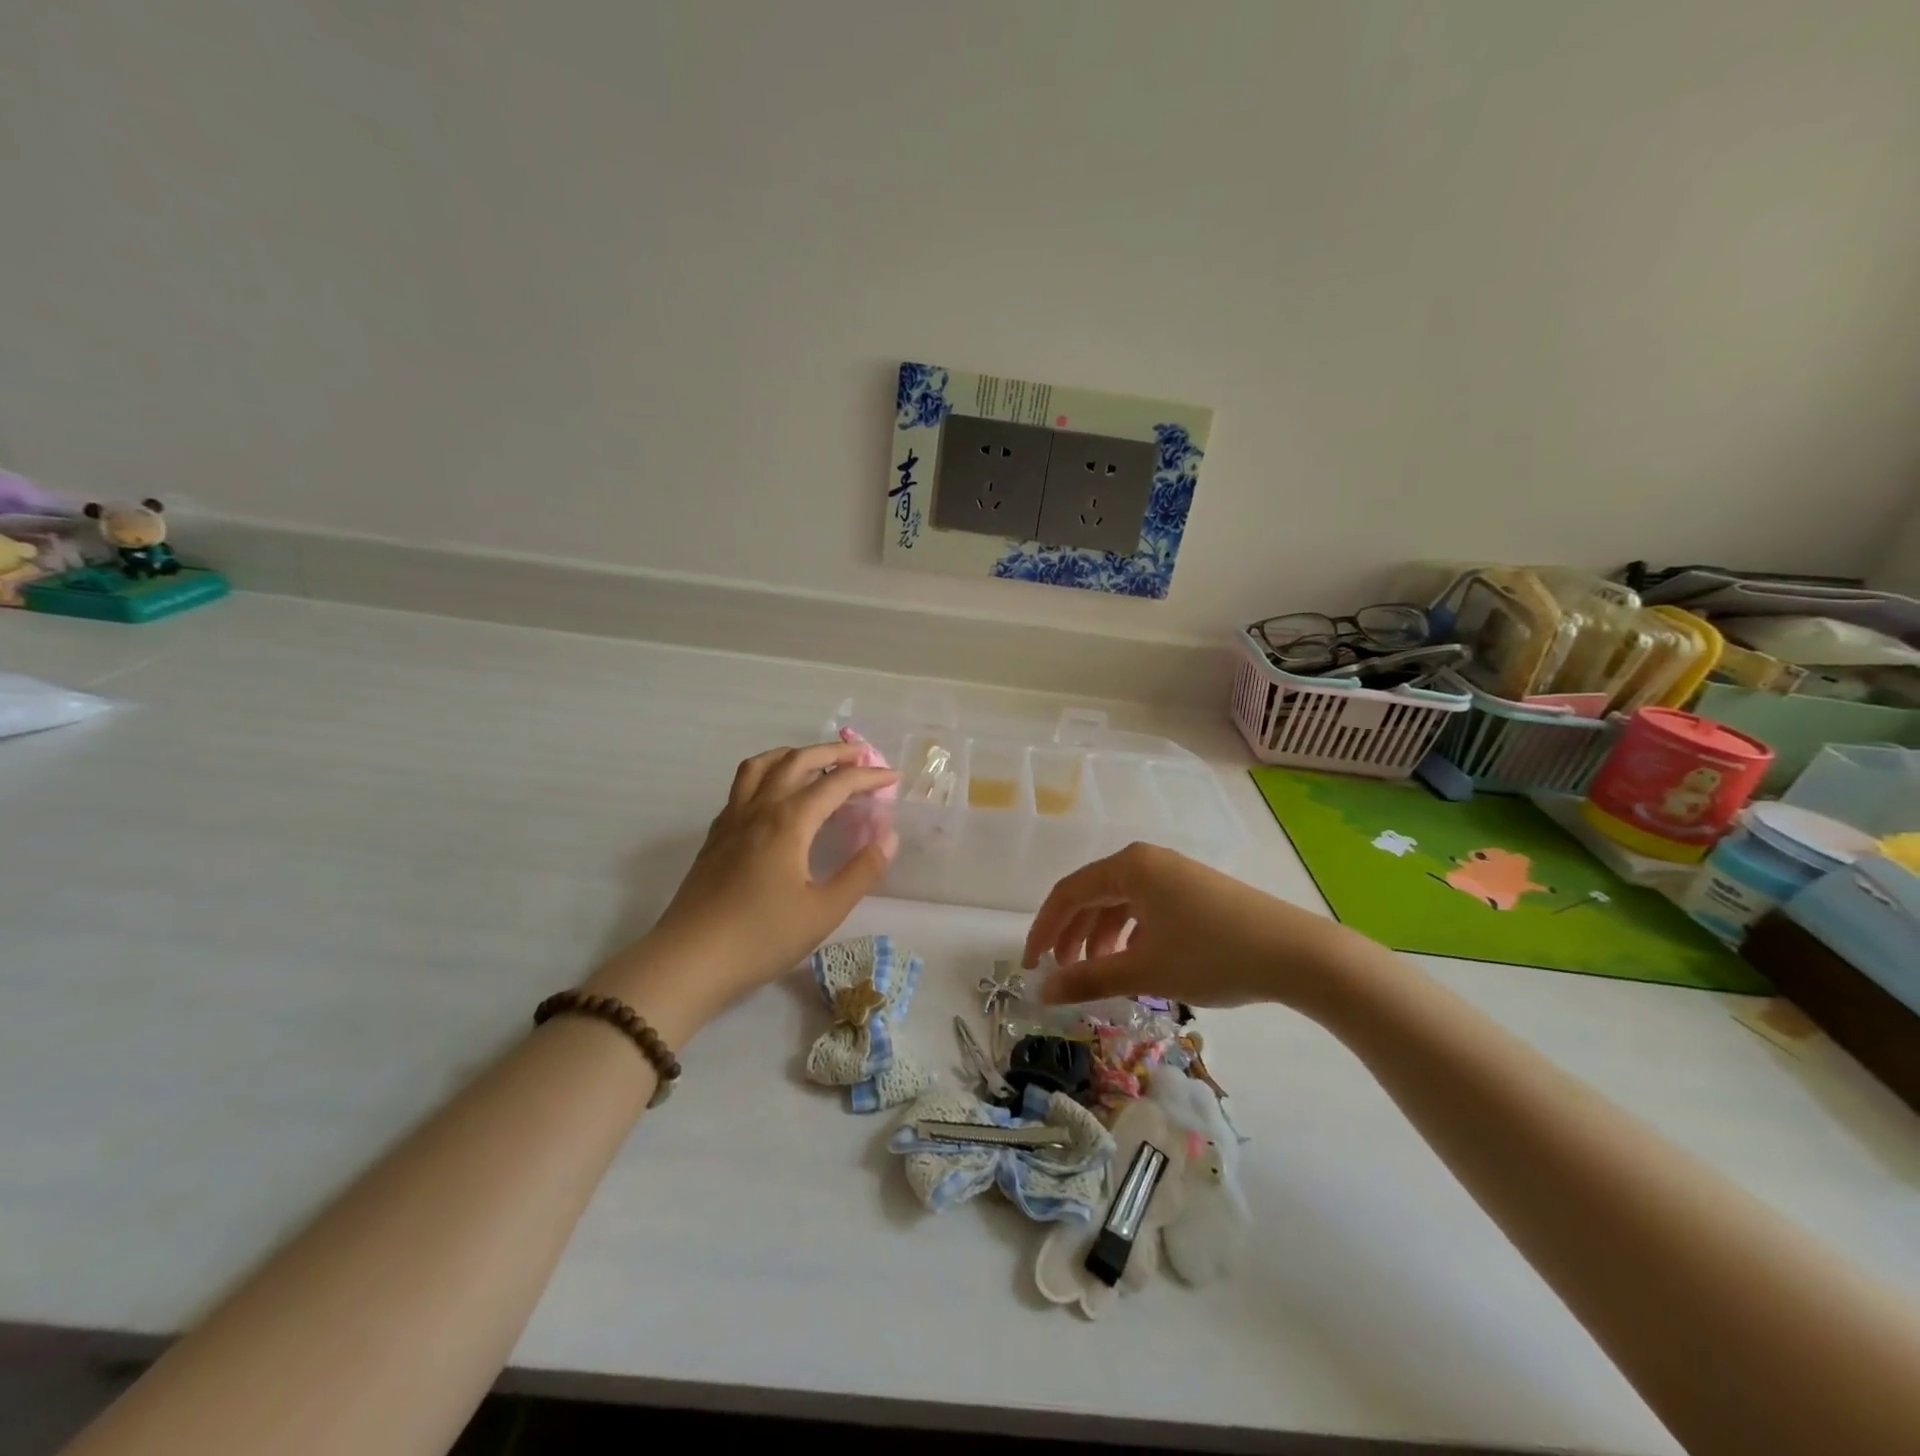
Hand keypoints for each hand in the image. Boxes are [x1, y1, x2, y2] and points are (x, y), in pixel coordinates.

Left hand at [599, 744, 896, 1027]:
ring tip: (814, 762)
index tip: (892, 778)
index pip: (835, 784)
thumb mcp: (823, 912)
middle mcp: (759, 809)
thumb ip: (861, 872)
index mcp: (788, 822)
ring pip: (761, 766)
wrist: (688, 961)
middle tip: (861, 756)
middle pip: (797, 761)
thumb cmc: (761, 938)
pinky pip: (742, 786)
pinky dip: (767, 775)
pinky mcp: (715, 836)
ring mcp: (732, 820)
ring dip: (793, 754)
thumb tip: (889, 838)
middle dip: (832, 753)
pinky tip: (774, 797)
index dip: (868, 777)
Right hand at [1023, 842, 1363, 1011]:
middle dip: (1071, 935)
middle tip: (1061, 974)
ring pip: (1119, 903)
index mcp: (1129, 867)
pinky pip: (1144, 907)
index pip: (1068, 893)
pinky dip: (1129, 935)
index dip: (1043, 930)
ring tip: (1097, 974)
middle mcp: (1147, 861)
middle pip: (1092, 895)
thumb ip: (1088, 979)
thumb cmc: (1213, 955)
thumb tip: (1042, 992)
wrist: (1297, 954)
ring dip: (1100, 938)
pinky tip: (1134, 961)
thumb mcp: (1145, 970)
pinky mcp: (1193, 890)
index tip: (1030, 966)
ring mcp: (1173, 874)